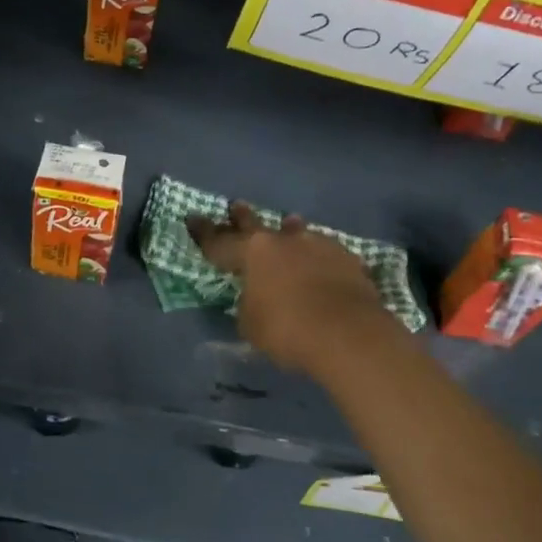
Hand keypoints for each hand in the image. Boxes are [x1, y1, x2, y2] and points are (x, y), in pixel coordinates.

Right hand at [187, 203, 396, 377]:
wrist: (349, 335)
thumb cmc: (287, 330)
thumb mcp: (251, 324)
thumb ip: (248, 305)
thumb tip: (255, 298)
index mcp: (253, 252)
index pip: (219, 241)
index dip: (204, 232)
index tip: (192, 218)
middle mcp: (284, 241)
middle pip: (257, 225)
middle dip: (243, 217)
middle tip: (236, 206)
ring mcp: (318, 245)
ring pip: (297, 232)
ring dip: (289, 230)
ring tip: (288, 224)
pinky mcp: (348, 259)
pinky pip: (325, 252)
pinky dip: (318, 256)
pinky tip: (321, 261)